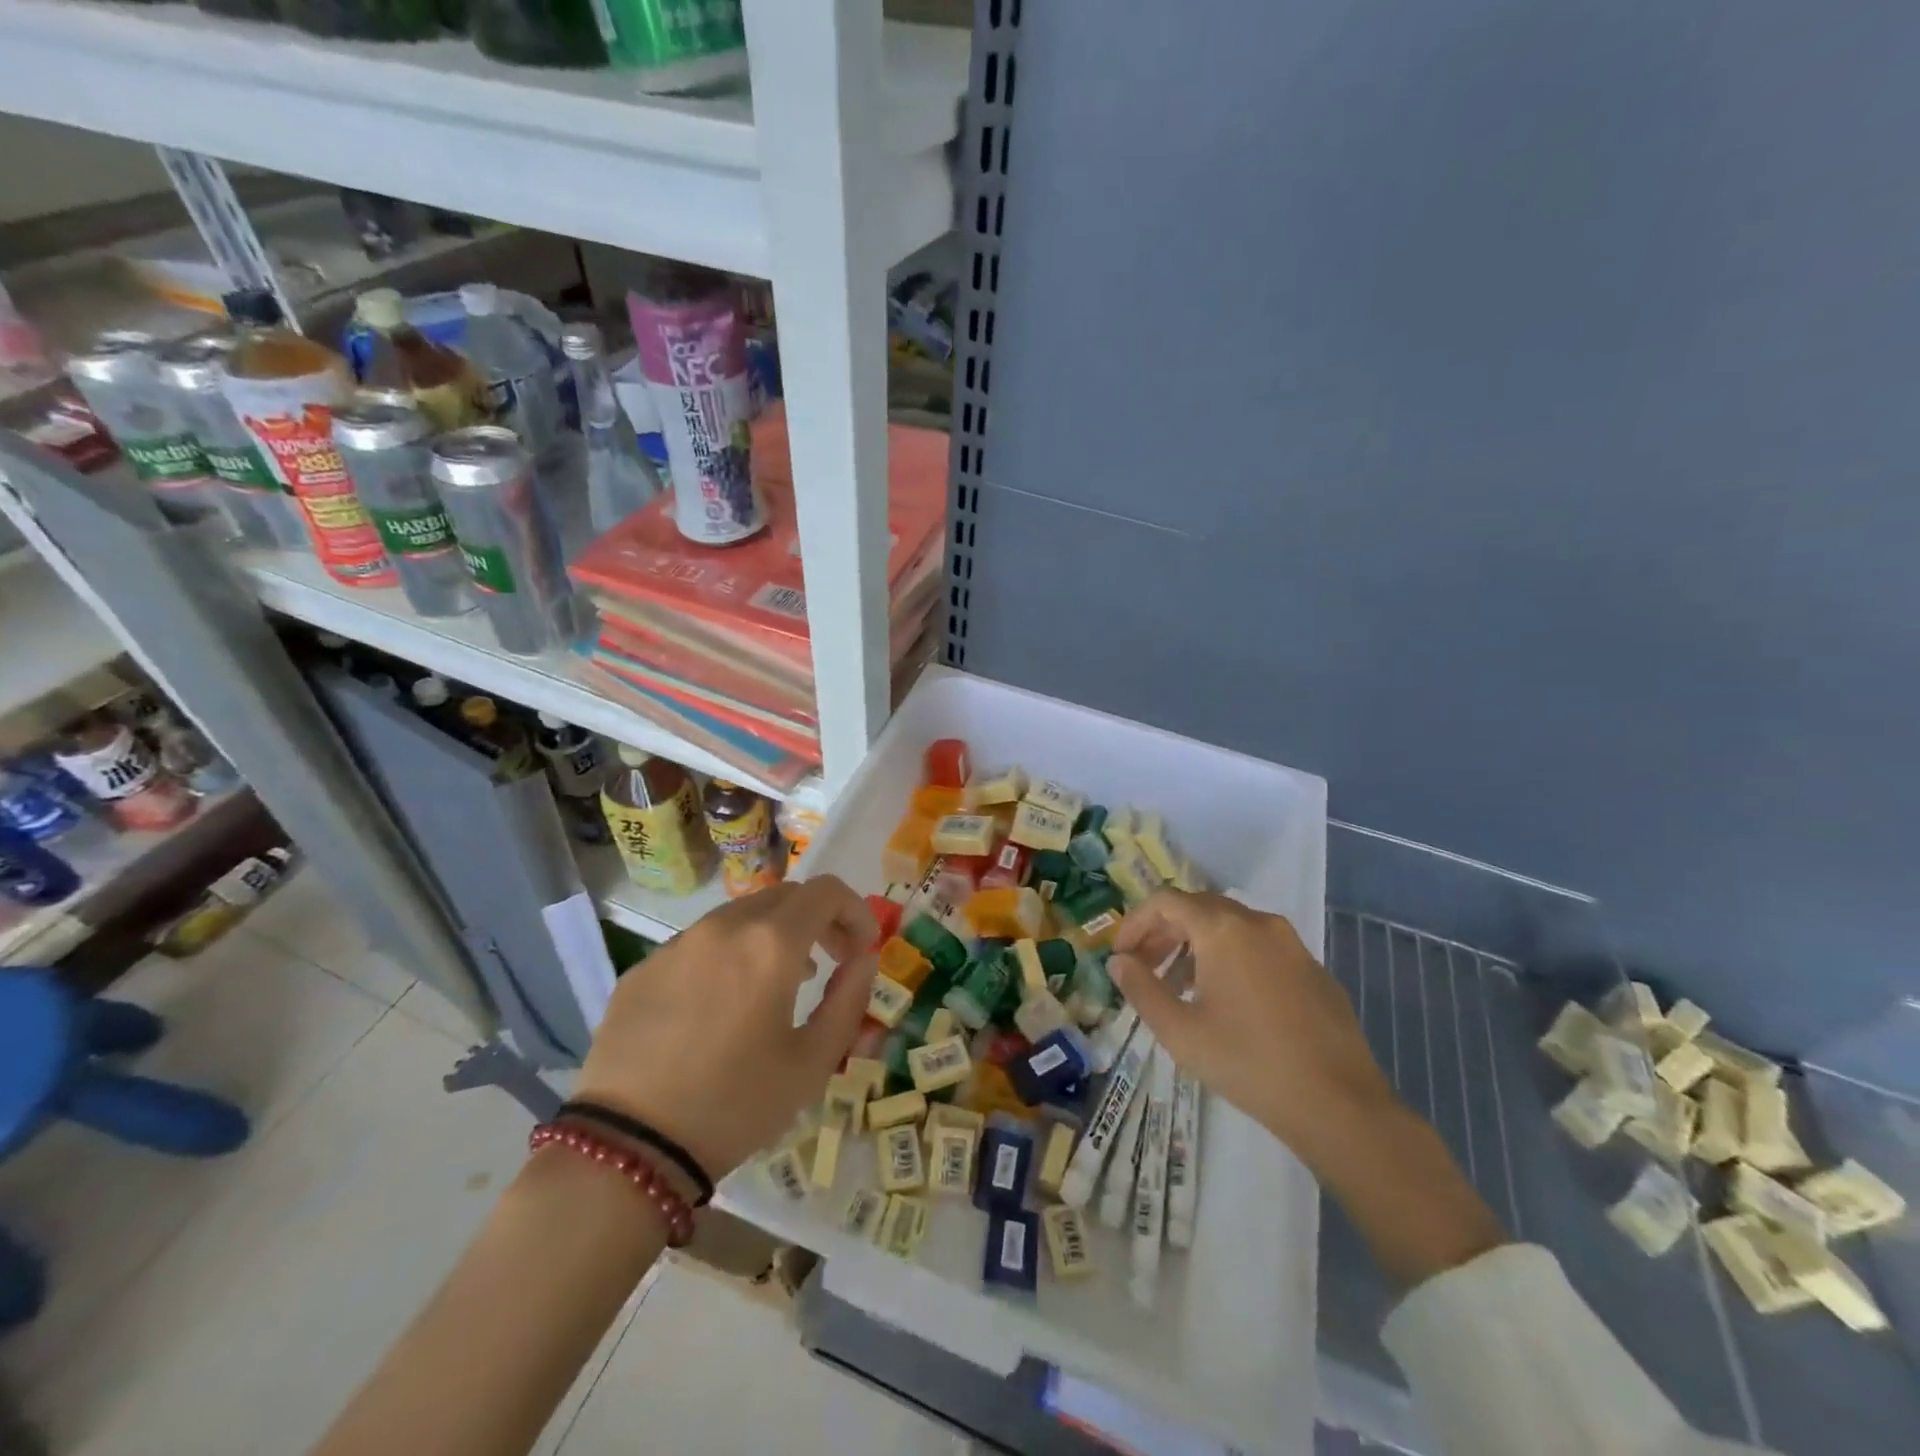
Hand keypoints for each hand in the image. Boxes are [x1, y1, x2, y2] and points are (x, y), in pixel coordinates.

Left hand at [574, 876, 877, 1183]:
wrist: (629, 1147)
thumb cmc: (736, 1105)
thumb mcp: (813, 1062)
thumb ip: (849, 999)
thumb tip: (862, 959)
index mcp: (771, 944)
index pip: (826, 891)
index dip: (854, 910)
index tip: (863, 947)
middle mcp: (723, 927)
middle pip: (784, 896)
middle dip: (818, 920)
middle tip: (830, 961)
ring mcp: (677, 944)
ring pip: (740, 916)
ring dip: (773, 935)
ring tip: (780, 983)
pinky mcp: (644, 968)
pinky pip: (700, 944)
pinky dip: (729, 956)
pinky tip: (723, 1005)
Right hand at [1109, 889, 1395, 1171]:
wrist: (1339, 1105)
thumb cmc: (1247, 1063)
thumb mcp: (1179, 1031)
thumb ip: (1141, 988)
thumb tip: (1118, 962)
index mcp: (1222, 929)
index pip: (1165, 902)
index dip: (1135, 923)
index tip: (1121, 955)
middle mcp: (1258, 922)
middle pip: (1198, 909)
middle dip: (1164, 933)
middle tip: (1144, 968)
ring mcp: (1292, 944)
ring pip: (1231, 928)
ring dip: (1197, 947)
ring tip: (1181, 988)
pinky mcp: (1314, 969)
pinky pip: (1260, 949)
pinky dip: (1232, 960)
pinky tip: (1229, 1003)